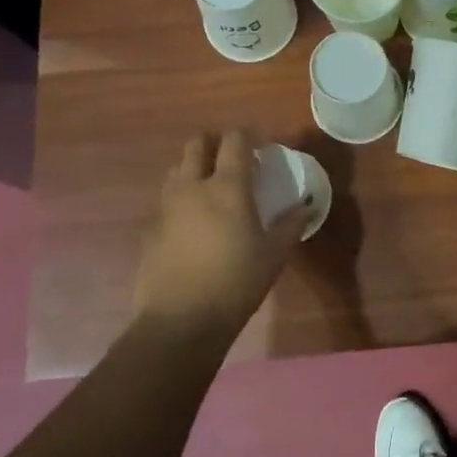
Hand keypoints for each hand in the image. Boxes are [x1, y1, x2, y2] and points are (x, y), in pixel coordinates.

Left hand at [135, 131, 305, 335]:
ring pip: (177, 169)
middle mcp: (192, 187)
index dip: (249, 135)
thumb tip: (305, 205)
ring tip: (213, 186)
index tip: (262, 145)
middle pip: (197, 144)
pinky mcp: (151, 229)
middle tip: (235, 159)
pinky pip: (167, 200)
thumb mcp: (274, 254)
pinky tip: (196, 222)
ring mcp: (166, 207)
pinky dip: (182, 198)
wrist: (180, 320)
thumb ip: (290, 224)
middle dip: (215, 143)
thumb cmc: (236, 282)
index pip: (234, 141)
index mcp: (226, 187)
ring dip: (195, 167)